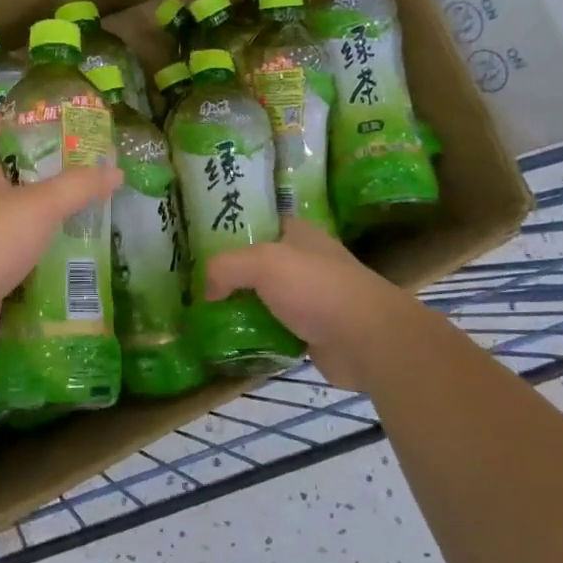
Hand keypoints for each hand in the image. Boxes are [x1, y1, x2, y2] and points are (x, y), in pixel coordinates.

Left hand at [0, 112, 120, 357]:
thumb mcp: (38, 206)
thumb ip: (77, 187)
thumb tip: (116, 170)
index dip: (5, 117)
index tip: (36, 113)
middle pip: (0, 174)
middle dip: (34, 169)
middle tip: (75, 165)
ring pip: (8, 217)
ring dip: (36, 214)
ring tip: (77, 209)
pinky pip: (12, 255)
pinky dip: (34, 253)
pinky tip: (62, 256)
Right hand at [203, 219, 403, 376]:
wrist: (365, 339)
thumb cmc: (316, 288)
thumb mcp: (262, 263)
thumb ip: (226, 267)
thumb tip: (208, 291)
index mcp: (299, 233)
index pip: (260, 223)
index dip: (232, 230)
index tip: (200, 243)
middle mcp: (305, 261)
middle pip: (258, 263)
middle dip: (230, 273)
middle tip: (196, 283)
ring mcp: (309, 297)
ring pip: (264, 298)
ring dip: (241, 306)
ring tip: (206, 313)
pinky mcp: (311, 331)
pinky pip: (274, 328)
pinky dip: (256, 333)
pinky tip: (230, 339)